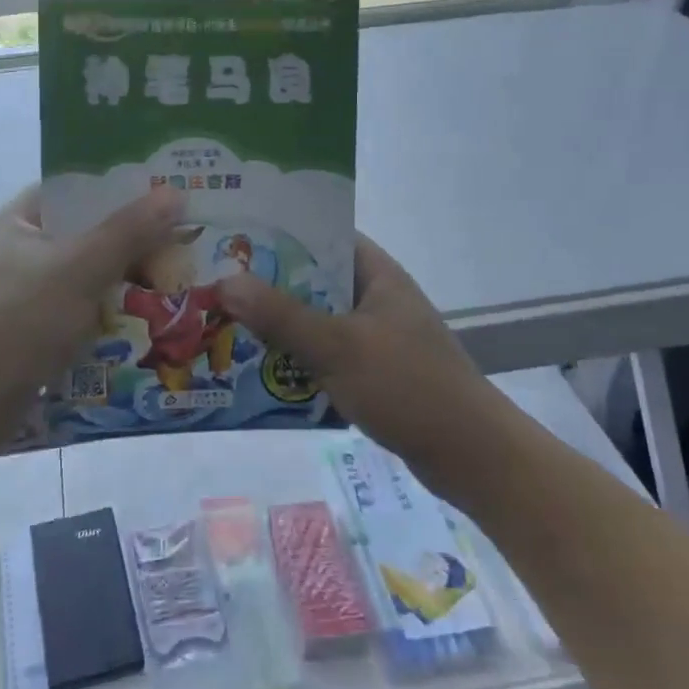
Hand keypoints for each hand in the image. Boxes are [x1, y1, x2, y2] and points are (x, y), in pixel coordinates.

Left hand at [0, 184, 185, 436]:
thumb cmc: (20, 320)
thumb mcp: (81, 268)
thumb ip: (128, 231)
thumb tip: (174, 193)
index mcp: (17, 222)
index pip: (73, 191)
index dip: (117, 191)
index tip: (162, 200)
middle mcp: (14, 253)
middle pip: (81, 237)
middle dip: (128, 247)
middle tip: (178, 251)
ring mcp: (16, 297)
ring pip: (80, 281)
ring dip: (119, 287)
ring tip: (168, 291)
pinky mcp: (22, 336)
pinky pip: (72, 317)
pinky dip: (101, 321)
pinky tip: (136, 330)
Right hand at [216, 236, 492, 469]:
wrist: (472, 457)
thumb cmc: (407, 386)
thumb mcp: (338, 347)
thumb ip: (281, 315)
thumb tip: (224, 282)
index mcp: (377, 274)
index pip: (323, 235)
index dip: (279, 232)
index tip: (232, 237)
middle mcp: (377, 297)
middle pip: (313, 280)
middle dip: (268, 284)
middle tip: (216, 285)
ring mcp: (377, 335)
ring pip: (317, 319)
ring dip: (279, 324)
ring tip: (227, 323)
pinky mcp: (375, 370)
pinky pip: (326, 352)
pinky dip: (298, 356)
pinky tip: (261, 368)